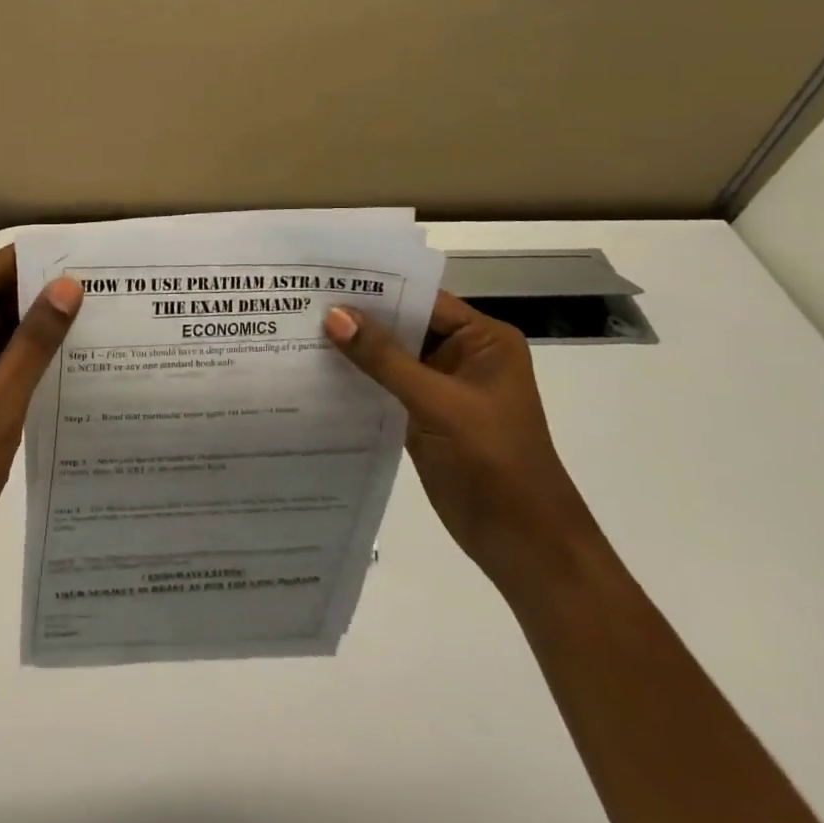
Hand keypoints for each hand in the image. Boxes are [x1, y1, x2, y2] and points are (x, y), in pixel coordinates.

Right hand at [324, 291, 603, 606]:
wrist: (524, 545)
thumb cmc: (494, 462)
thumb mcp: (439, 403)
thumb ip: (385, 359)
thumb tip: (334, 315)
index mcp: (483, 340)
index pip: (423, 299)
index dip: (377, 288)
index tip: (326, 277)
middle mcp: (463, 355)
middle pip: (404, 325)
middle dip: (359, 317)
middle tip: (303, 299)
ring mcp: (442, 387)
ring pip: (391, 356)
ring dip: (354, 348)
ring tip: (299, 328)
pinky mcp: (424, 416)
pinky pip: (386, 386)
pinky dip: (358, 379)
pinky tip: (318, 370)